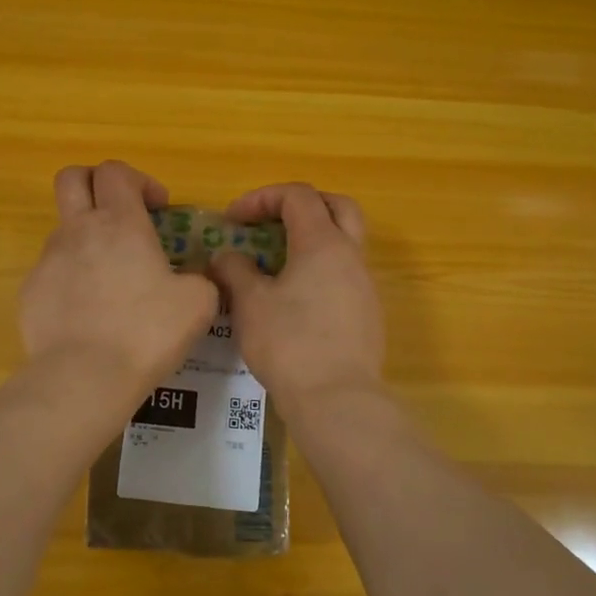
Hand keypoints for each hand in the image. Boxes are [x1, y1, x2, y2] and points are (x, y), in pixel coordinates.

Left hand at [19, 161, 218, 401]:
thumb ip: (201, 278)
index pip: (116, 171)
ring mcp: (48, 260)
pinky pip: (52, 272)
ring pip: (63, 229)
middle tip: (120, 213)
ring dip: (86, 239)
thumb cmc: (146, 332)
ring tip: (111, 280)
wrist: (84, 377)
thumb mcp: (198, 303)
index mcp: (120, 223)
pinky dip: (71, 280)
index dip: (138, 180)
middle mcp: (78, 231)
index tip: (157, 208)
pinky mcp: (30, 292)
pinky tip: (88, 314)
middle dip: (95, 184)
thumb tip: (196, 276)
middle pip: (72, 178)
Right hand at [206, 183, 385, 411]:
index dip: (262, 198)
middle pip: (337, 206)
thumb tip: (227, 256)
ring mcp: (366, 285)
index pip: (297, 196)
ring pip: (345, 242)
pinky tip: (297, 300)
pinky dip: (321, 270)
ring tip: (278, 264)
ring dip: (313, 240)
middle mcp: (351, 255)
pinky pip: (346, 275)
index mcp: (323, 243)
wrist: (337, 399)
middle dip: (302, 205)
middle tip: (272, 221)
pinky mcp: (368, 314)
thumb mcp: (250, 303)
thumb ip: (235, 270)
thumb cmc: (289, 343)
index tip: (232, 220)